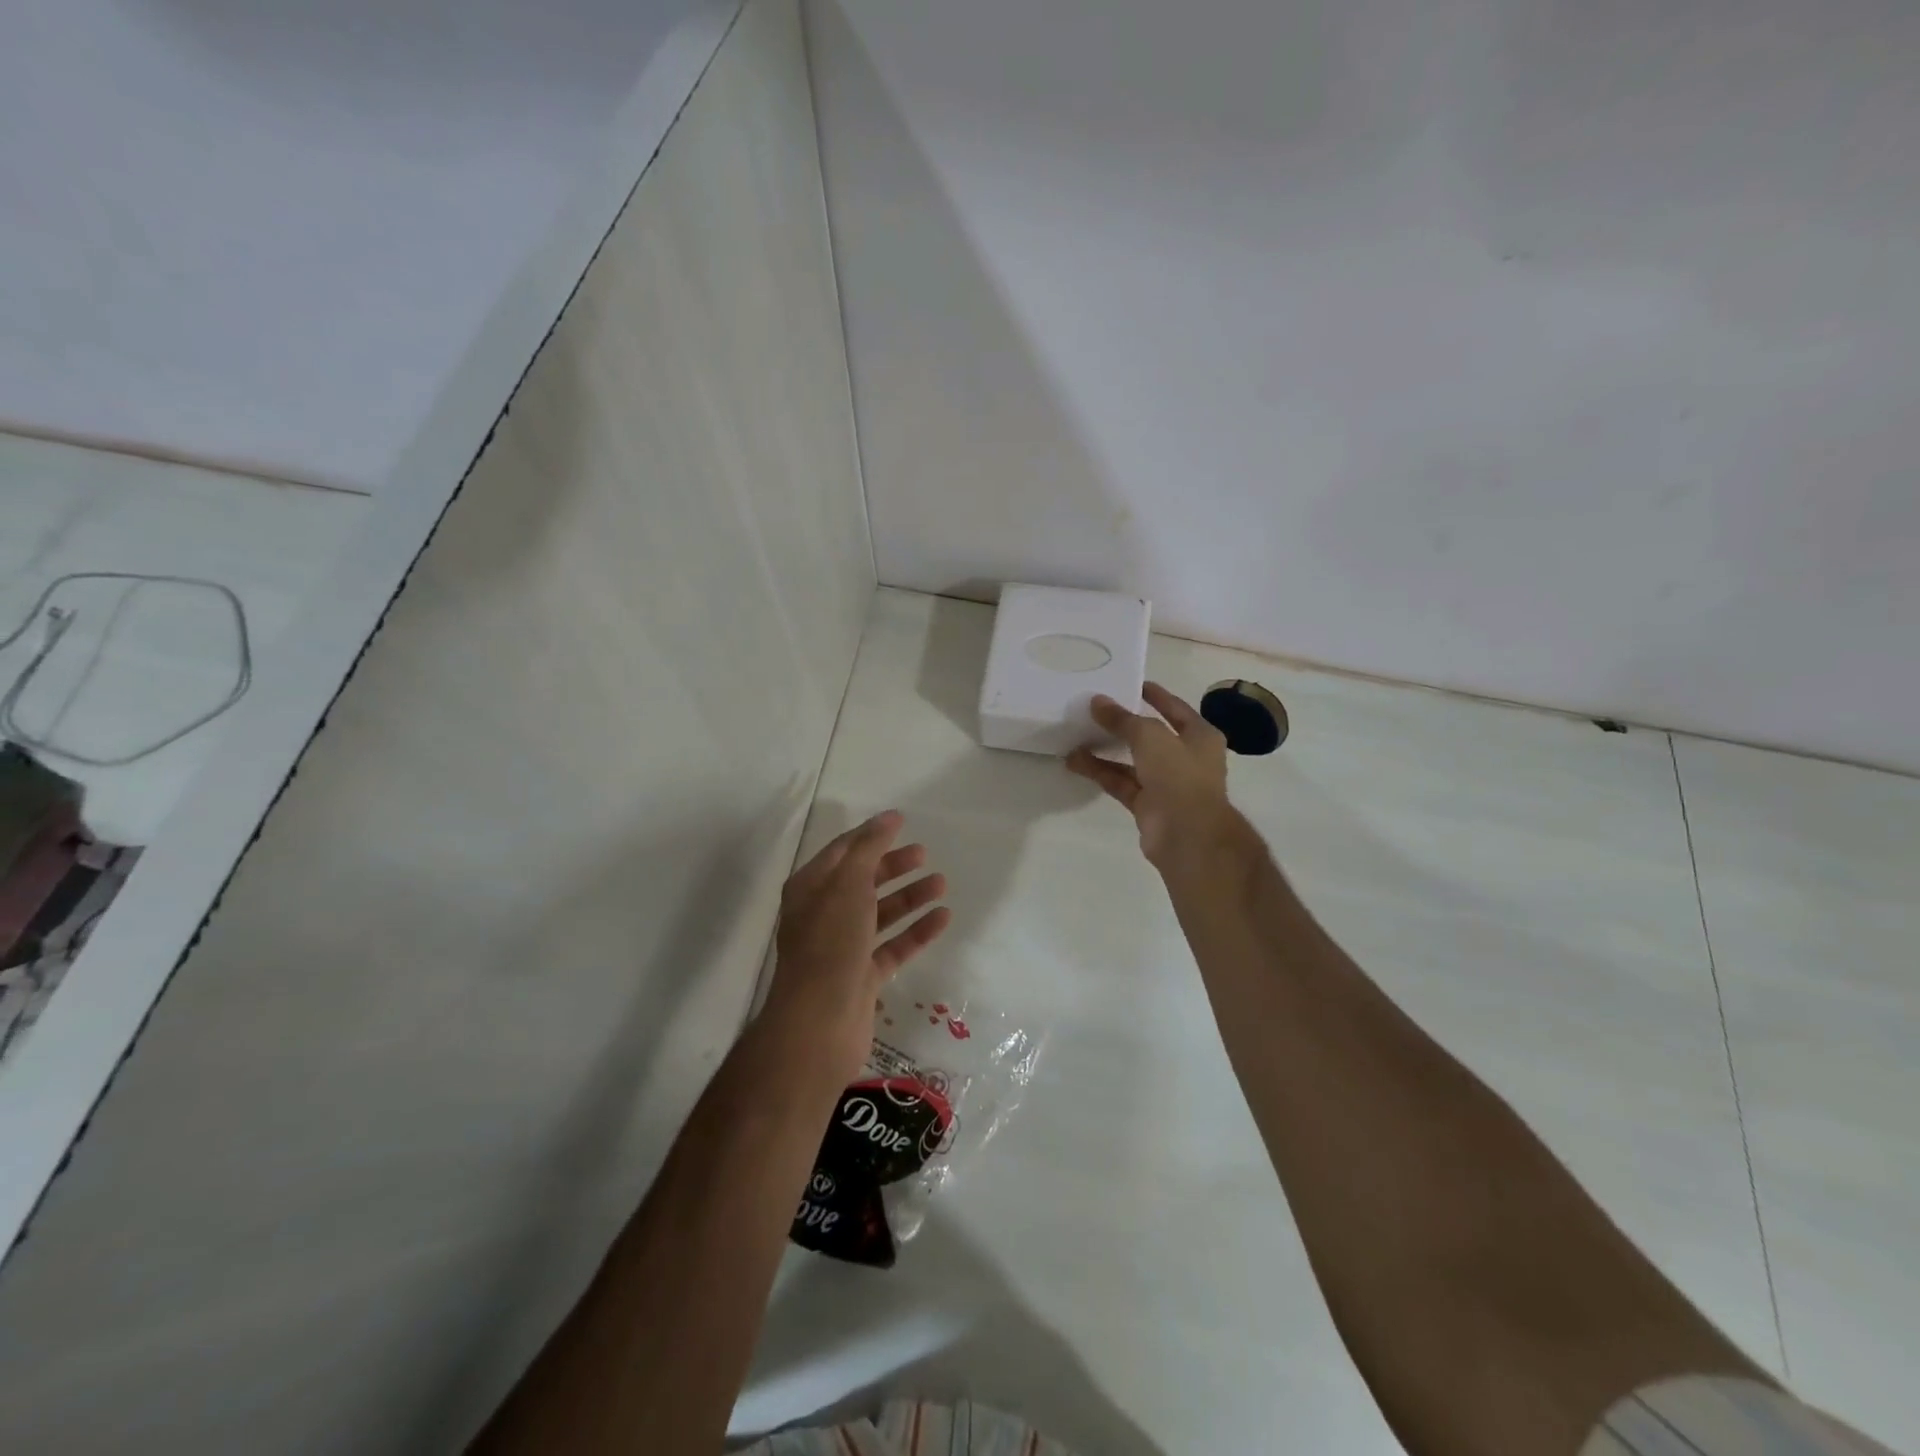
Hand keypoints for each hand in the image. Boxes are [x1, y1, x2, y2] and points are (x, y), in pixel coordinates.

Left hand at [765, 810, 950, 1079]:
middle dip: (892, 866)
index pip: (842, 852)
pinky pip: (893, 946)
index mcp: (810, 889)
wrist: (819, 1023)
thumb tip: (888, 817)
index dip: (870, 835)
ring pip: (880, 914)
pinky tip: (942, 918)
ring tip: (941, 883)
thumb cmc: (830, 943)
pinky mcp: (863, 977)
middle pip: (862, 881)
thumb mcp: (848, 885)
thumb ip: (869, 848)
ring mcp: (843, 948)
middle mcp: (823, 915)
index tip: (901, 821)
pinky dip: (916, 931)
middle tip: (923, 854)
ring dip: (909, 897)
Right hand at [1066, 683, 1239, 870]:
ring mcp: (1166, 784)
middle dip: (1123, 724)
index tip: (1131, 684)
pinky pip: (1120, 783)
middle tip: (1095, 710)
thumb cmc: (1179, 776)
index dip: (1155, 695)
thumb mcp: (1150, 736)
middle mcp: (1186, 758)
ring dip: (1106, 750)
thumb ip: (1122, 719)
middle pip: (1151, 736)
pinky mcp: (1147, 805)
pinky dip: (1100, 772)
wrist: (1187, 835)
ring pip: (1131, 761)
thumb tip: (1097, 701)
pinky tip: (1076, 761)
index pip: (1175, 709)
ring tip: (1076, 735)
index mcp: (1200, 737)